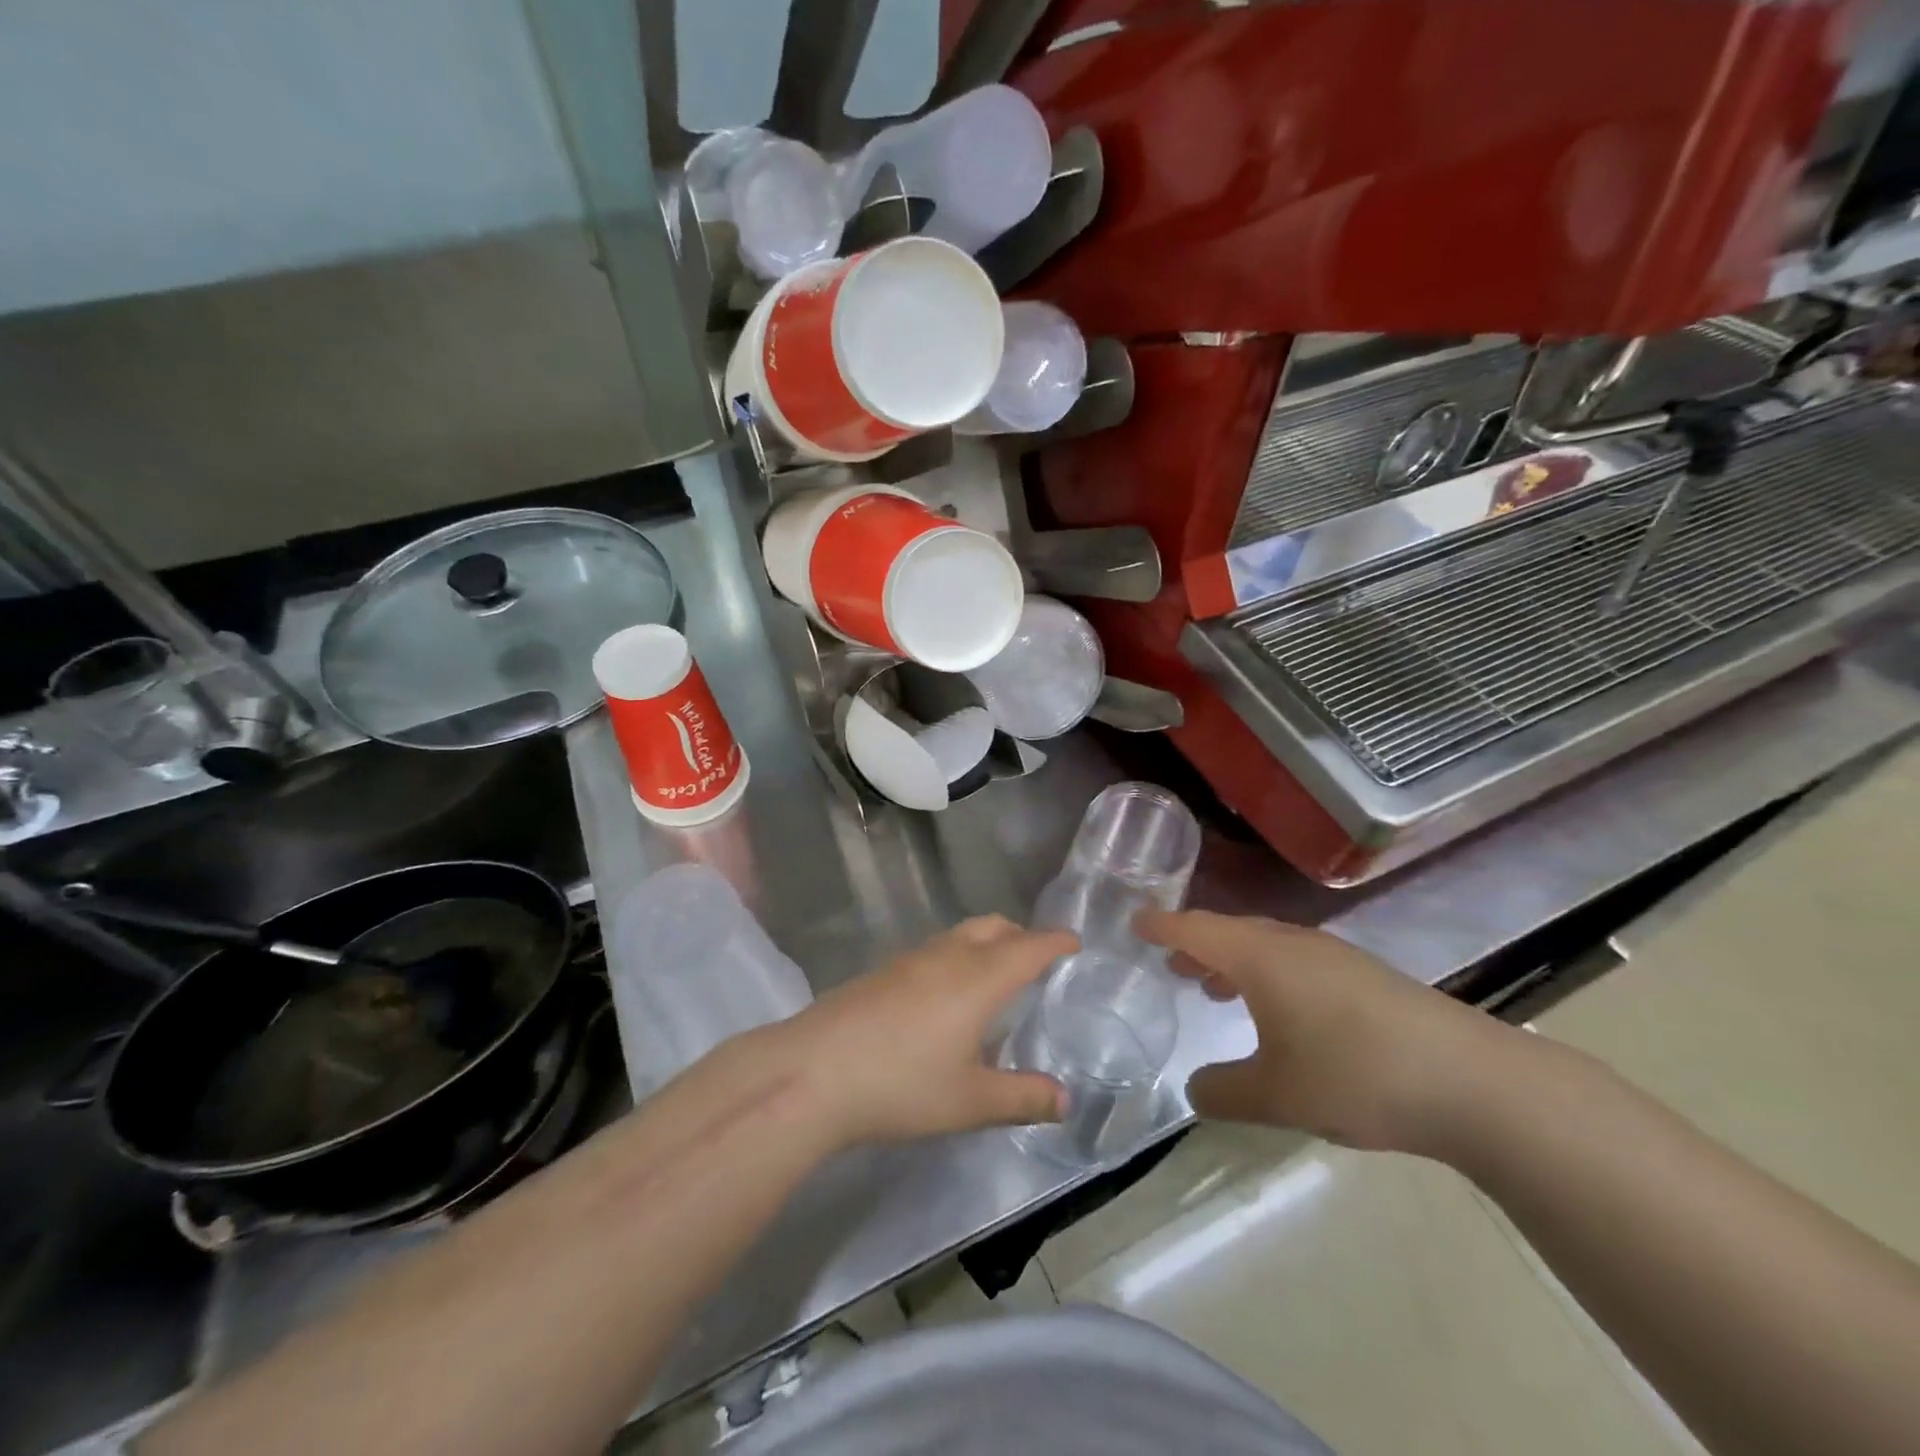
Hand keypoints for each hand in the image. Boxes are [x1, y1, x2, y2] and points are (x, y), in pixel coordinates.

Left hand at [765, 916, 1073, 1150]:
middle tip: (1036, 962)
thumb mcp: (970, 1101)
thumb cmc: (903, 1084)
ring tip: (992, 979)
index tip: (1074, 943)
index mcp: (980, 978)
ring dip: (984, 943)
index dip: (1055, 942)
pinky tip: (943, 998)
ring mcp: (909, 959)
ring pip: (959, 935)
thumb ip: (1022, 1097)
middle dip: (1020, 935)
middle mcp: (948, 956)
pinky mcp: (881, 971)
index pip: (1029, 946)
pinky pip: (932, 951)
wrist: (814, 1071)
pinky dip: (954, 958)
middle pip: (993, 926)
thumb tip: (1065, 1100)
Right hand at [1138, 910, 1515, 1154]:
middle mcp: (1293, 944)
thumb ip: (1224, 1091)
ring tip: (1214, 987)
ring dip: (1234, 961)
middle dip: (1197, 944)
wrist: (1474, 1082)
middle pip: (1231, 931)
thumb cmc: (1356, 1074)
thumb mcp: (1276, 1095)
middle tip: (1170, 962)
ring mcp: (1334, 957)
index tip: (1134, 924)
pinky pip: (1296, 962)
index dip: (1161, 926)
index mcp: (1261, 957)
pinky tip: (1280, 1012)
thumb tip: (1194, 1089)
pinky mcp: (1366, 977)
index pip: (1196, 928)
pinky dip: (1268, 974)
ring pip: (1266, 946)